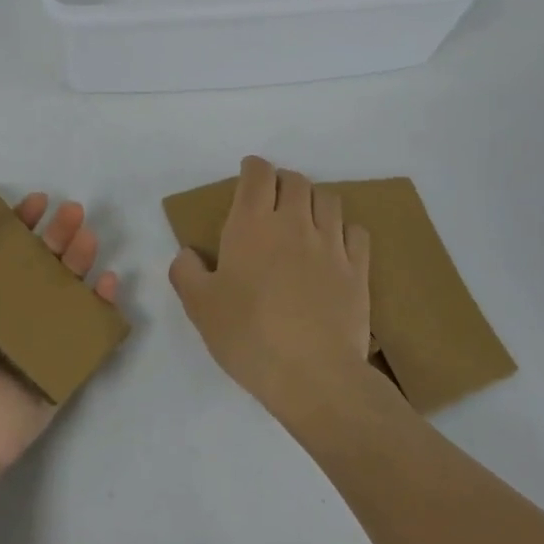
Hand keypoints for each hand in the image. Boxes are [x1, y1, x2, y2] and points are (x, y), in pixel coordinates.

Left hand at [0, 182, 119, 474]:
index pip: (1, 247)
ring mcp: (34, 337)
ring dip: (80, 260)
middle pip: (39, 263)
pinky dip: (102, 306)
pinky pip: (87, 330)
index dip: (19, 221)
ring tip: (89, 238)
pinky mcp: (59, 363)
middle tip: (74, 211)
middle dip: (58, 234)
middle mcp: (4, 311)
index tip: (38, 201)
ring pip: (66, 289)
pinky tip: (109, 282)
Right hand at [169, 156, 371, 418]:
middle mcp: (293, 223)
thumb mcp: (199, 307)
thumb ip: (185, 272)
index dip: (253, 168)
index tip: (248, 175)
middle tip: (272, 201)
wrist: (313, 375)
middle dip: (282, 182)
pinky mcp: (358, 270)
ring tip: (304, 219)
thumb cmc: (248, 336)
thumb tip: (187, 253)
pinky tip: (335, 246)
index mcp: (252, 225)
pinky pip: (356, 231)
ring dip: (313, 200)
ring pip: (328, 199)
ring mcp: (330, 245)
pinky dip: (344, 229)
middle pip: (295, 180)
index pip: (258, 174)